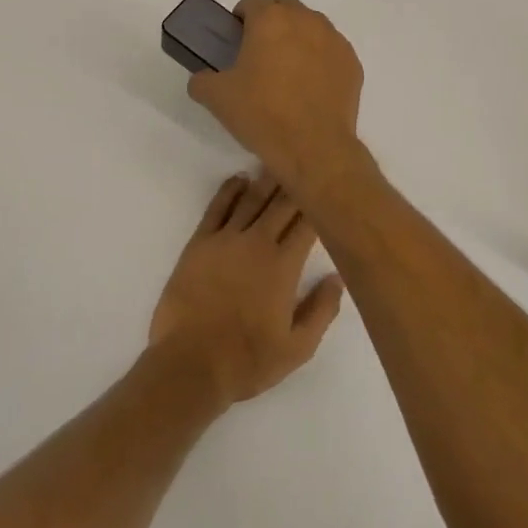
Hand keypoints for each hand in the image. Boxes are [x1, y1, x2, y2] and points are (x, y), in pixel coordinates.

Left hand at [149, 173, 344, 404]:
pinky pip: (217, 207)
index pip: (307, 224)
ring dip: (267, 179)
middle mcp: (257, 243)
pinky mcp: (199, 243)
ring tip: (278, 161)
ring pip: (251, 199)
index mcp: (284, 266)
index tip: (329, 189)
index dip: (319, 204)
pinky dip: (230, 189)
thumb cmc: (247, 360)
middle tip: (307, 165)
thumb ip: (322, 310)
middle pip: (281, 204)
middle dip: (296, 184)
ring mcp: (225, 240)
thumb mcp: (297, 348)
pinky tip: (240, 179)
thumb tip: (338, 276)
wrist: (189, 365)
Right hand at [186, 0, 366, 196]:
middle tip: (260, 53)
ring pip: (311, 25)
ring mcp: (334, 40)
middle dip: (272, 21)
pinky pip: (331, 50)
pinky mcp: (352, 62)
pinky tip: (310, 87)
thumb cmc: (262, 114)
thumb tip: (203, 79)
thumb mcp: (216, 98)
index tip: (236, 37)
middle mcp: (305, 20)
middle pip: (285, 6)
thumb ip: (202, 80)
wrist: (314, 148)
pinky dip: (320, 59)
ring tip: (288, 71)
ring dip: (298, 37)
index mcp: (270, 20)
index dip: (242, 15)